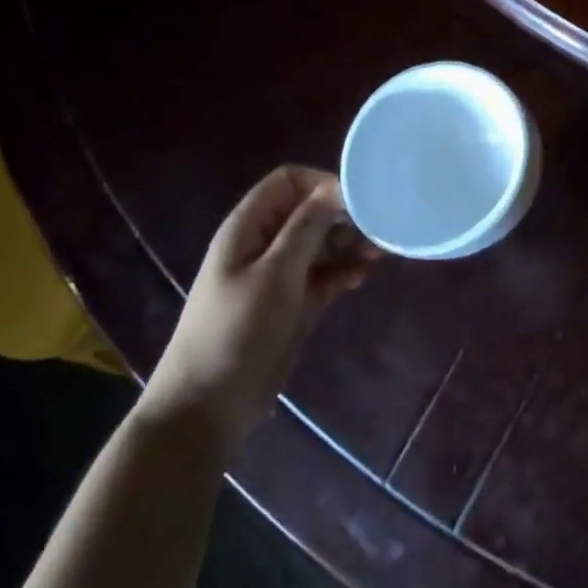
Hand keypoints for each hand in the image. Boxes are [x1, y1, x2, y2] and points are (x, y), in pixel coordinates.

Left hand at [139, 165, 378, 461]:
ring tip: (378, 256)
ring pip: (323, 242)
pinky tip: (364, 277)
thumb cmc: (237, 331)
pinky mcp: (295, 301)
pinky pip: (326, 273)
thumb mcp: (275, 274)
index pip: (289, 181)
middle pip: (311, 211)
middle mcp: (265, 243)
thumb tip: (337, 186)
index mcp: (249, 228)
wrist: (209, 405)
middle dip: (345, 216)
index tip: (358, 202)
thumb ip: (307, 228)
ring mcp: (280, 274)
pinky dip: (346, 271)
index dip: (323, 184)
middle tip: (378, 231)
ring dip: (350, 244)